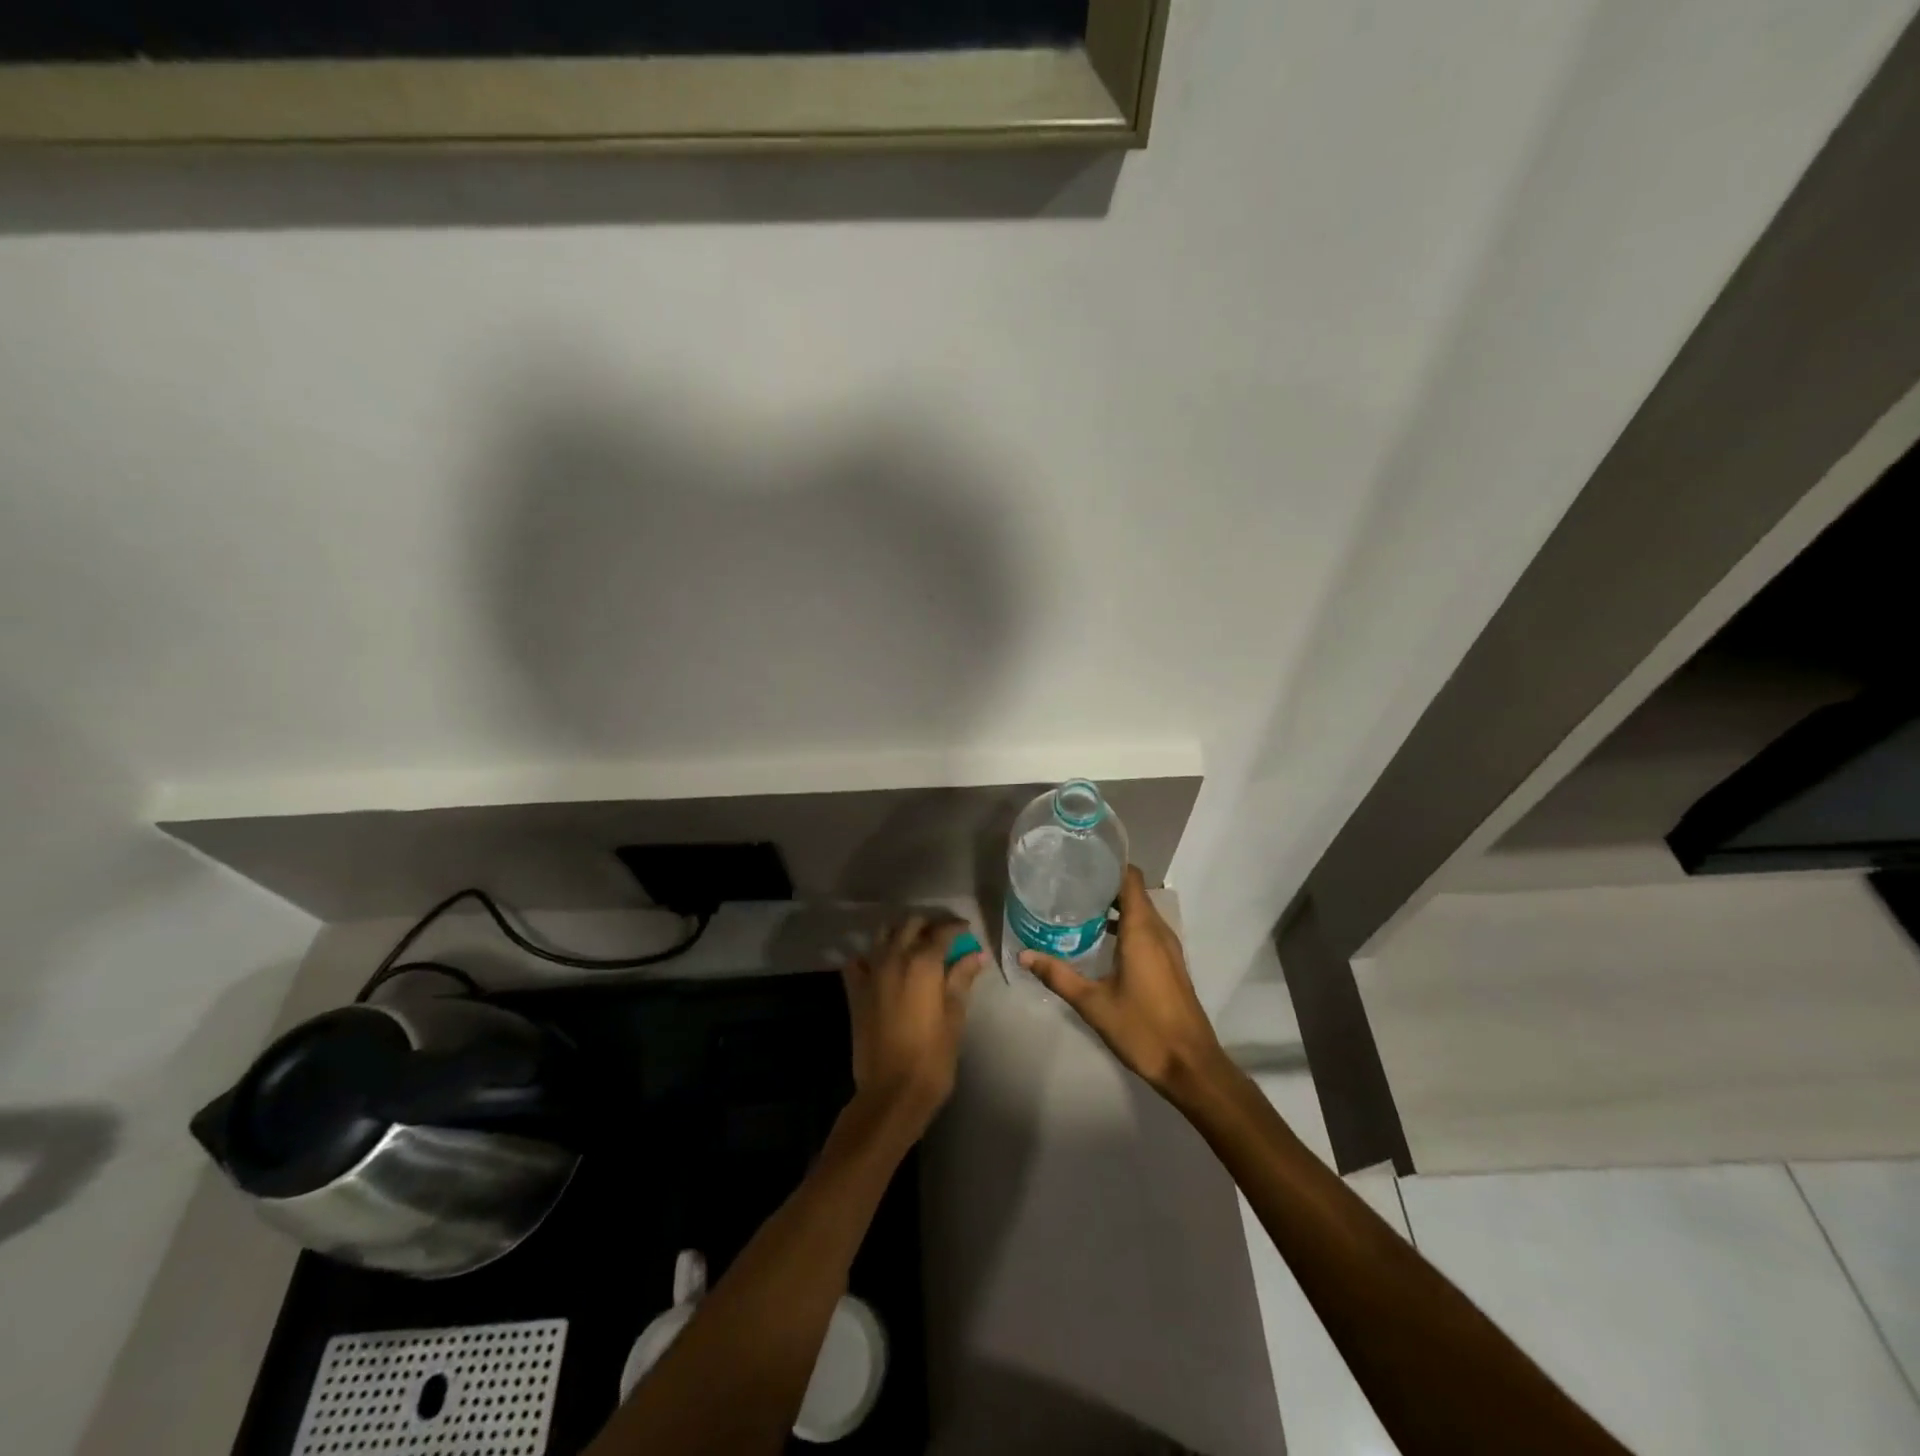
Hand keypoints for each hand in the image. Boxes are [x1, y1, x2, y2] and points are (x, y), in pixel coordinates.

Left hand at [841, 916, 988, 1136]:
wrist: (891, 1092)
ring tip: (915, 944)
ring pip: (882, 935)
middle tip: (943, 935)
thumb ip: (961, 980)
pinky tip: (882, 965)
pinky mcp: (855, 991)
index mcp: (923, 964)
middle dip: (928, 924)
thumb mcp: (954, 1018)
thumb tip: (975, 954)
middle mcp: (894, 959)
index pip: (941, 931)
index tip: (966, 930)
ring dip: (900, 933)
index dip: (955, 927)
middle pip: (910, 925)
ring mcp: (871, 974)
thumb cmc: (932, 1058)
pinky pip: (858, 961)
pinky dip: (870, 956)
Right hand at [1020, 866, 1226, 1097]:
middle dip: (1105, 883)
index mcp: (1142, 931)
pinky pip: (1147, 930)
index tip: (1081, 858)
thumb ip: (1058, 976)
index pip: (1130, 878)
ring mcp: (1168, 948)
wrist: (1190, 1066)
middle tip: (1069, 882)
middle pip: (1134, 892)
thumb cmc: (1142, 1029)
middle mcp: (1159, 931)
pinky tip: (1101, 939)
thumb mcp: (1093, 1003)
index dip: (1110, 863)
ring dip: (1115, 906)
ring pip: (1141, 913)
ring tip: (1079, 906)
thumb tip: (1024, 955)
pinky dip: (1126, 925)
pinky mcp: (1170, 965)